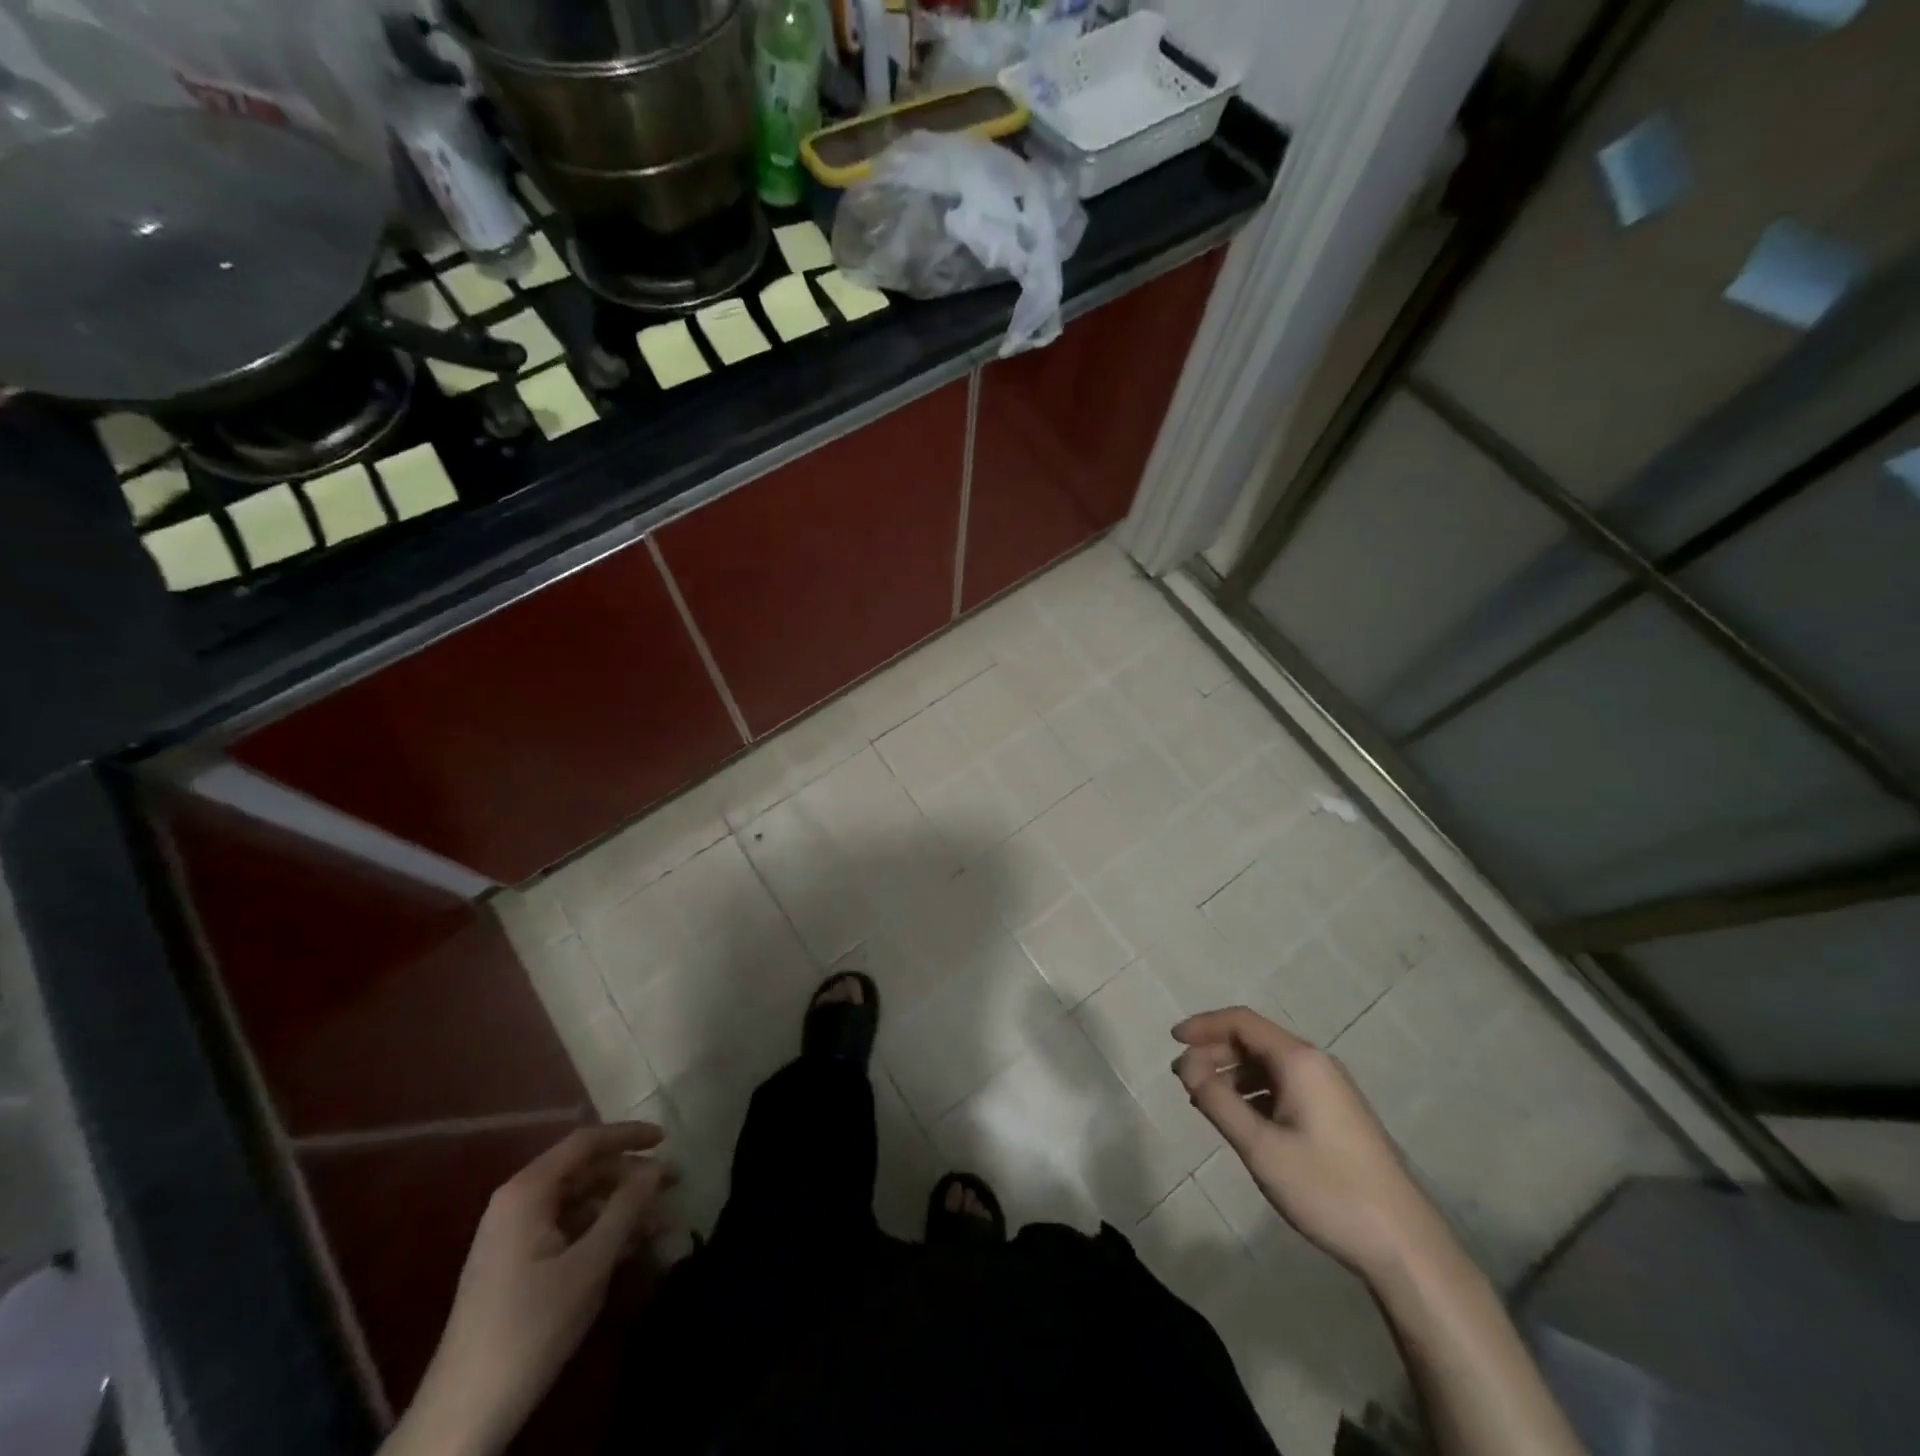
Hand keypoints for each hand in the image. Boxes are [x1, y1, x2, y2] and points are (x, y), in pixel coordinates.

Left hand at [386, 1123, 671, 1455]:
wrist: (462, 1416)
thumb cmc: (530, 1327)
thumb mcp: (589, 1265)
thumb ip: (626, 1209)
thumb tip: (656, 1167)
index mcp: (527, 1192)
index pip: (585, 1142)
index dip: (628, 1135)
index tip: (668, 1139)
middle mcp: (517, 1203)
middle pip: (584, 1171)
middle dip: (630, 1176)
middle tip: (674, 1184)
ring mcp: (514, 1235)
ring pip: (580, 1203)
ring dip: (621, 1208)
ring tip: (662, 1221)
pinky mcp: (517, 1265)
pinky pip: (568, 1230)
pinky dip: (602, 1232)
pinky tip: (633, 1247)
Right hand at [1172, 1008, 1446, 1283]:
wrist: (1403, 1245)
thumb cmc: (1326, 1189)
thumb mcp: (1260, 1147)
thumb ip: (1217, 1100)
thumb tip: (1186, 1066)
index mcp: (1299, 1060)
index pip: (1241, 1022)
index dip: (1203, 1025)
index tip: (1172, 1040)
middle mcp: (1316, 1063)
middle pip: (1254, 1040)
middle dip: (1214, 1052)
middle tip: (1182, 1078)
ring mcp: (1330, 1089)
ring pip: (1269, 1065)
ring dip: (1232, 1075)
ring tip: (1204, 1101)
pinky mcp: (1336, 1114)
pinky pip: (1284, 1086)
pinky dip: (1254, 1093)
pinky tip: (1241, 1120)